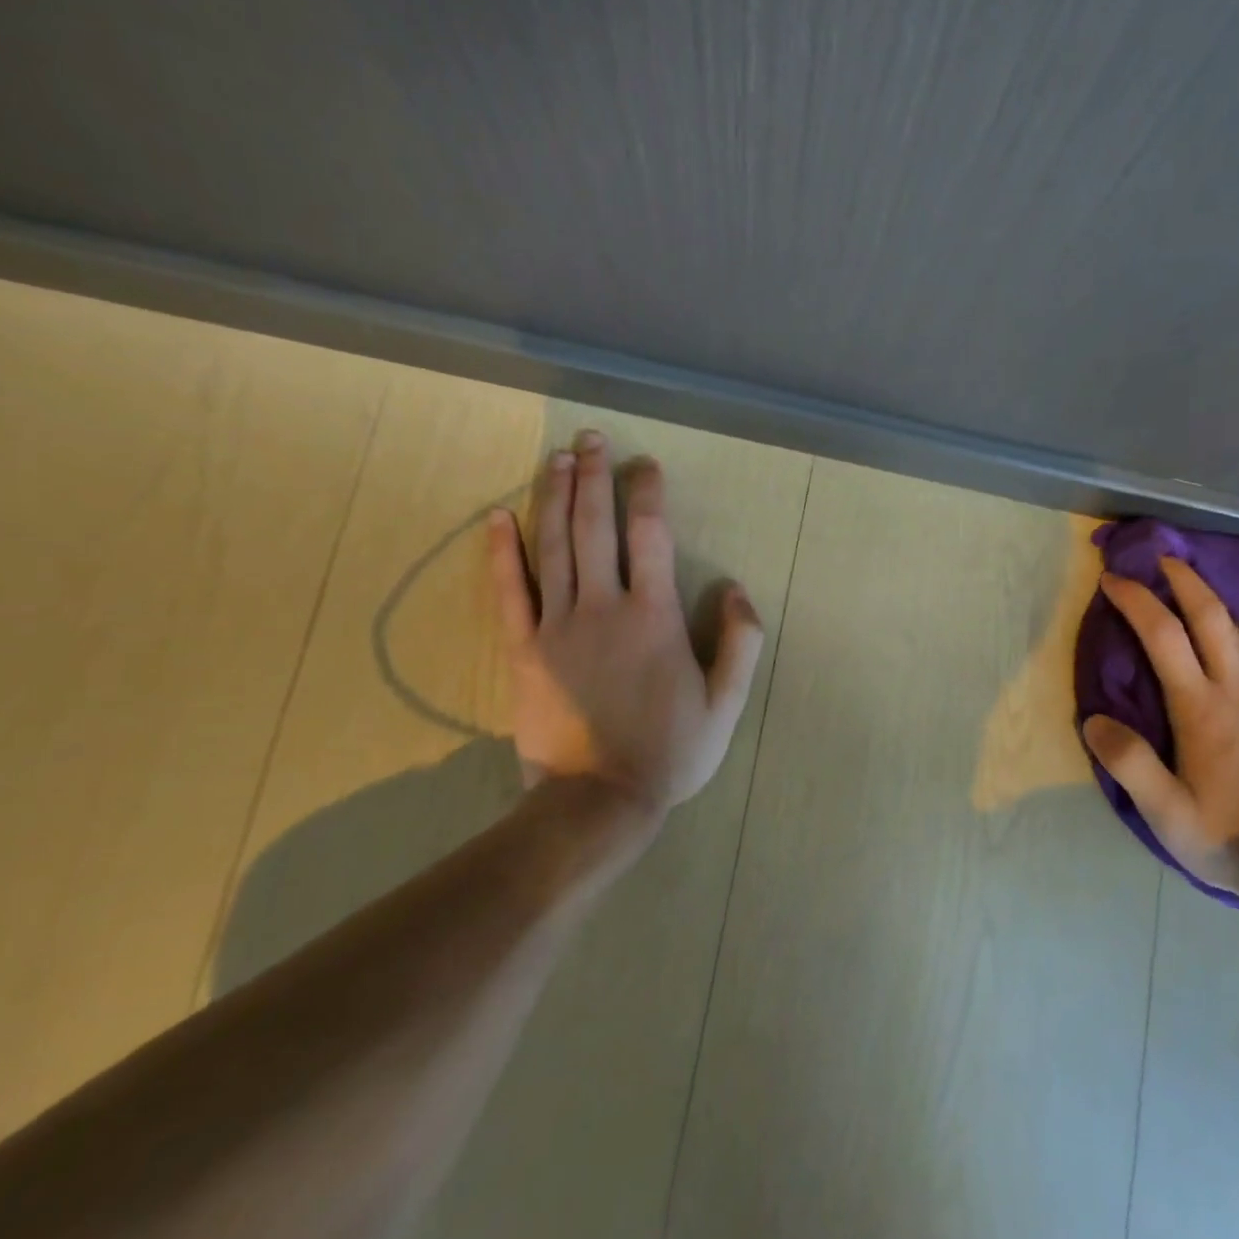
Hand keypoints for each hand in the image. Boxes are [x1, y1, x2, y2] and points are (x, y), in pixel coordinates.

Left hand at [486, 429, 765, 813]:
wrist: (597, 801)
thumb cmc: (670, 751)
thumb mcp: (727, 703)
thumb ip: (741, 641)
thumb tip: (736, 588)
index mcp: (654, 616)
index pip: (650, 536)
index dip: (646, 492)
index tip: (644, 464)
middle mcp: (604, 607)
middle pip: (595, 527)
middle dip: (594, 477)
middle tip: (590, 438)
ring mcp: (558, 626)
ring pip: (553, 547)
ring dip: (555, 497)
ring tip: (556, 458)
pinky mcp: (524, 650)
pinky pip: (509, 592)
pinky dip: (502, 552)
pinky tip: (497, 517)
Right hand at [1082, 558, 1238, 897]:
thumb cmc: (1224, 836)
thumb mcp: (1164, 812)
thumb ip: (1128, 763)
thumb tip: (1093, 719)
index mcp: (1202, 708)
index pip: (1164, 635)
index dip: (1136, 599)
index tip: (1112, 579)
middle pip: (1212, 615)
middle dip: (1183, 578)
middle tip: (1159, 557)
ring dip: (1212, 599)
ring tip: (1190, 587)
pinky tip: (1233, 636)